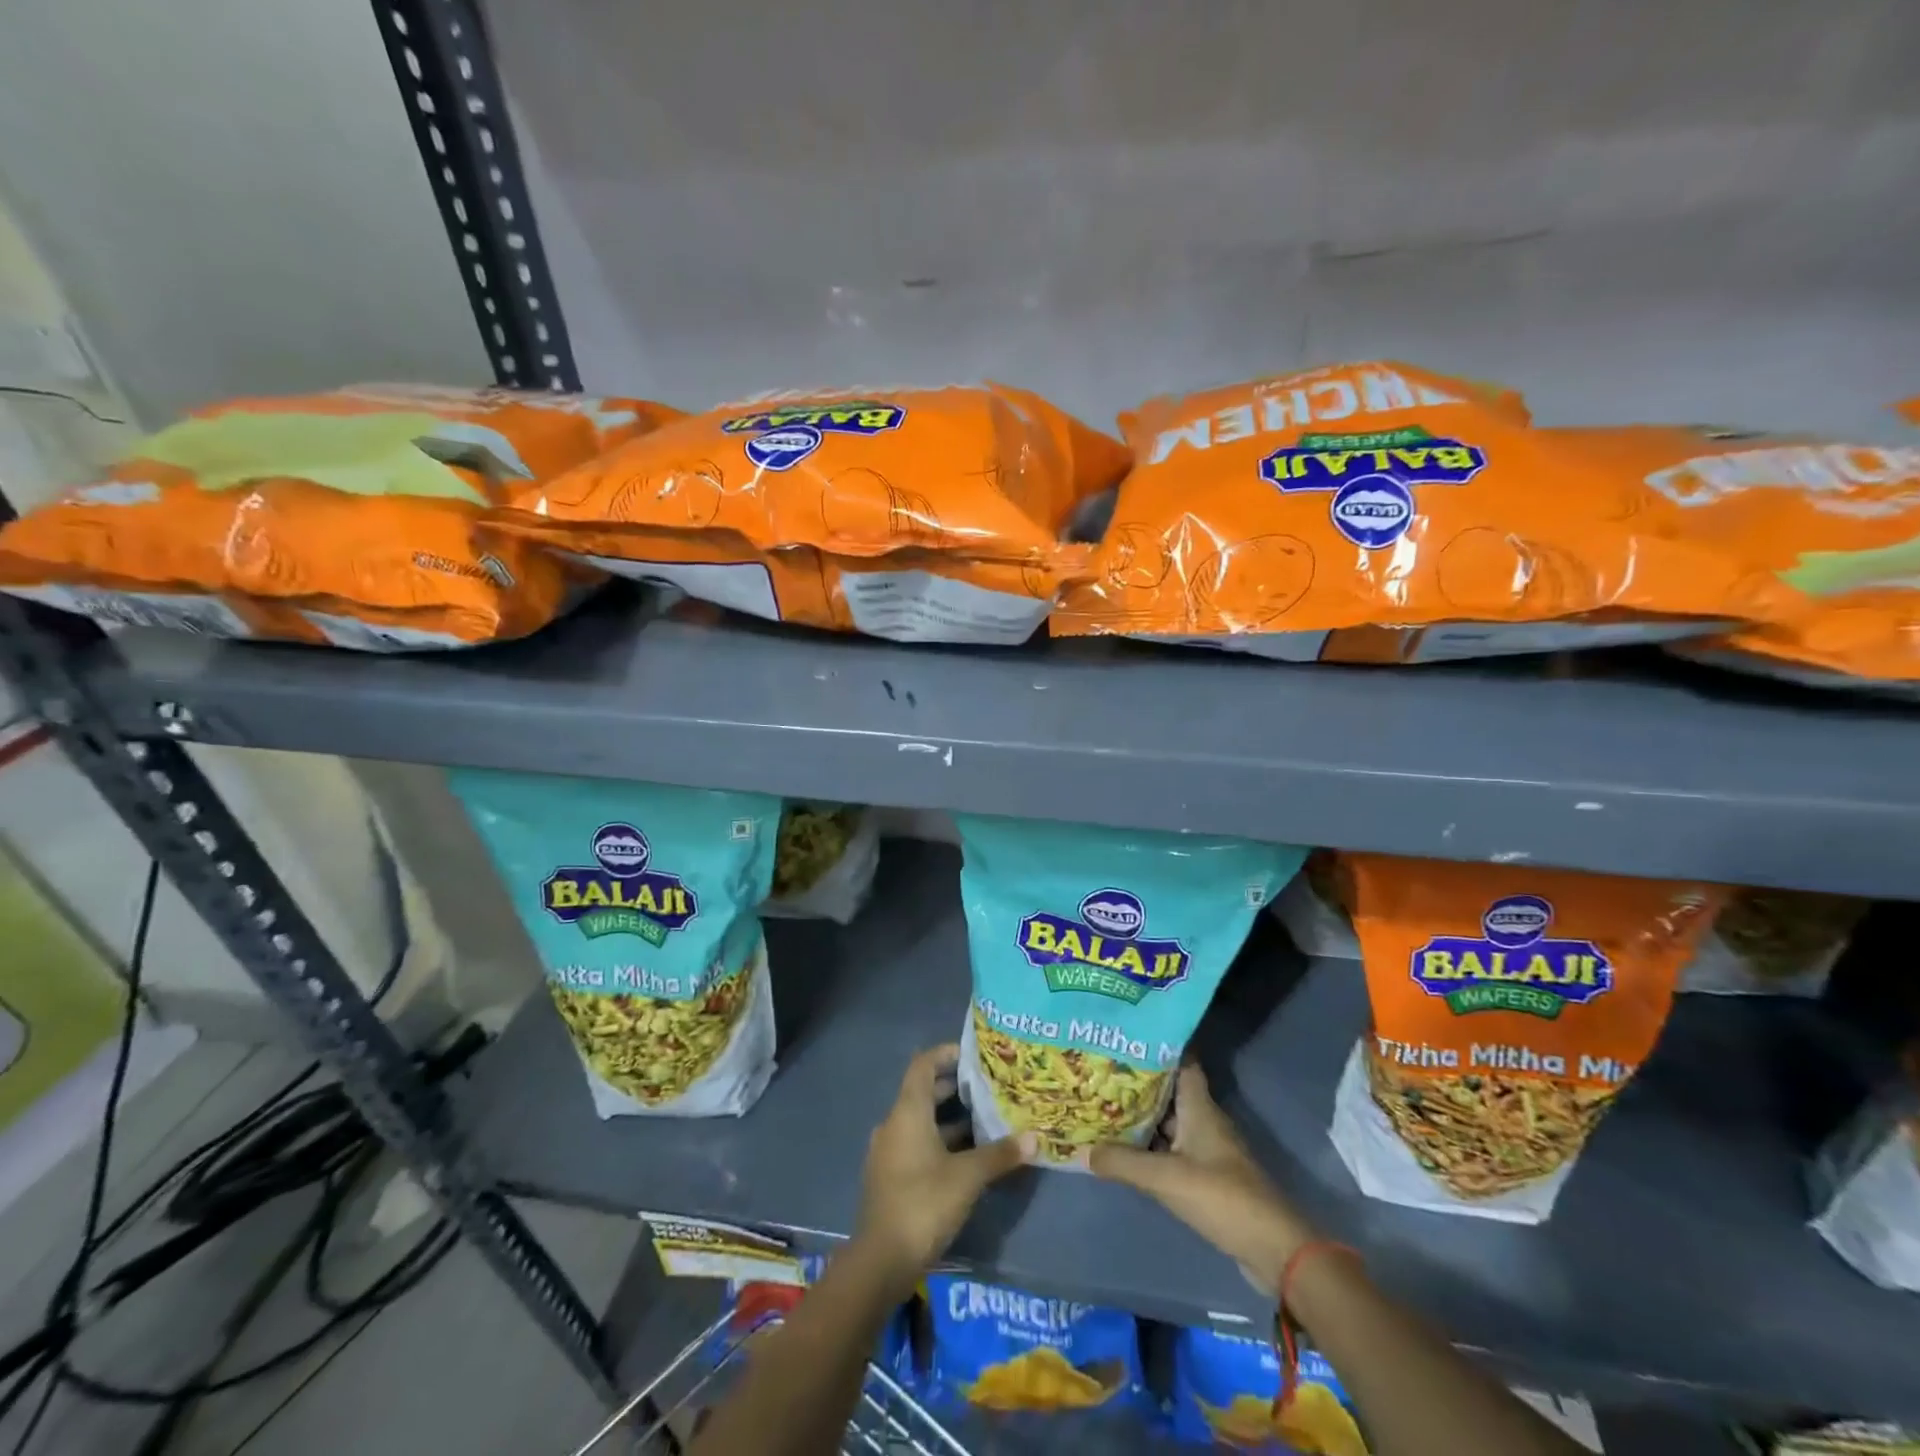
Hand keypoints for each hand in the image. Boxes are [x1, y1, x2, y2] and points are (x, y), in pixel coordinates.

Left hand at [855, 1045, 1030, 1287]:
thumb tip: (1035, 1138)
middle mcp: (894, 1124)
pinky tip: (967, 1156)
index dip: (946, 1053)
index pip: (923, 1065)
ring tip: (985, 1120)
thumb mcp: (968, 1177)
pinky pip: (917, 1144)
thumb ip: (1000, 1154)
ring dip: (950, 1118)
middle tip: (988, 1087)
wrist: (881, 1261)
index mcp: (907, 1112)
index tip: (973, 1054)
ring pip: (921, 1121)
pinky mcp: (891, 1177)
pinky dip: (940, 1141)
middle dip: (955, 1088)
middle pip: (923, 1092)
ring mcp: (889, 1152)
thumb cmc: (923, 1203)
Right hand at [1085, 1064, 1314, 1292]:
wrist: (1273, 1249)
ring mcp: (1206, 1150)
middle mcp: (1203, 1120)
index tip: (1124, 1035)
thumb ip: (1123, 1162)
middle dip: (1136, 1081)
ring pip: (1167, 1122)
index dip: (1156, 1045)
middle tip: (1098, 1070)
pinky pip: (1170, 1150)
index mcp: (1199, 1107)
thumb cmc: (1221, 1197)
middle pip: (1167, 1091)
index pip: (1180, 1061)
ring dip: (1140, 1116)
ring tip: (1101, 1105)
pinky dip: (1149, 1146)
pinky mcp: (1206, 1177)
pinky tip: (1123, 1150)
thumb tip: (1083, 1149)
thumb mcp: (1166, 1178)